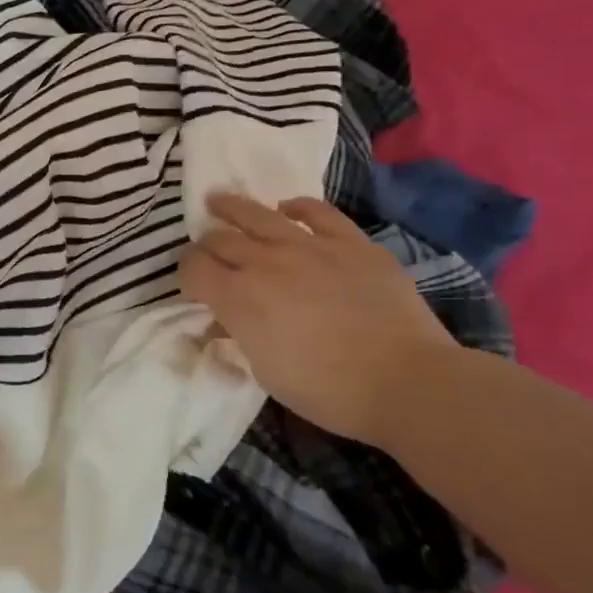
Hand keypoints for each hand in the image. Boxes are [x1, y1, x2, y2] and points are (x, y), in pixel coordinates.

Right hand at [180, 193, 459, 443]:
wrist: (407, 382)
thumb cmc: (326, 390)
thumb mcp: (263, 371)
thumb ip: (237, 336)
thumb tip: (223, 322)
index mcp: (237, 297)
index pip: (192, 267)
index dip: (185, 273)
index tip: (193, 285)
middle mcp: (265, 262)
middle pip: (219, 239)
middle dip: (206, 244)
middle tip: (208, 252)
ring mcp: (309, 246)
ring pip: (258, 214)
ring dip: (231, 207)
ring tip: (219, 201)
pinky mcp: (351, 242)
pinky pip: (317, 211)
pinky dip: (296, 206)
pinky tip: (287, 209)